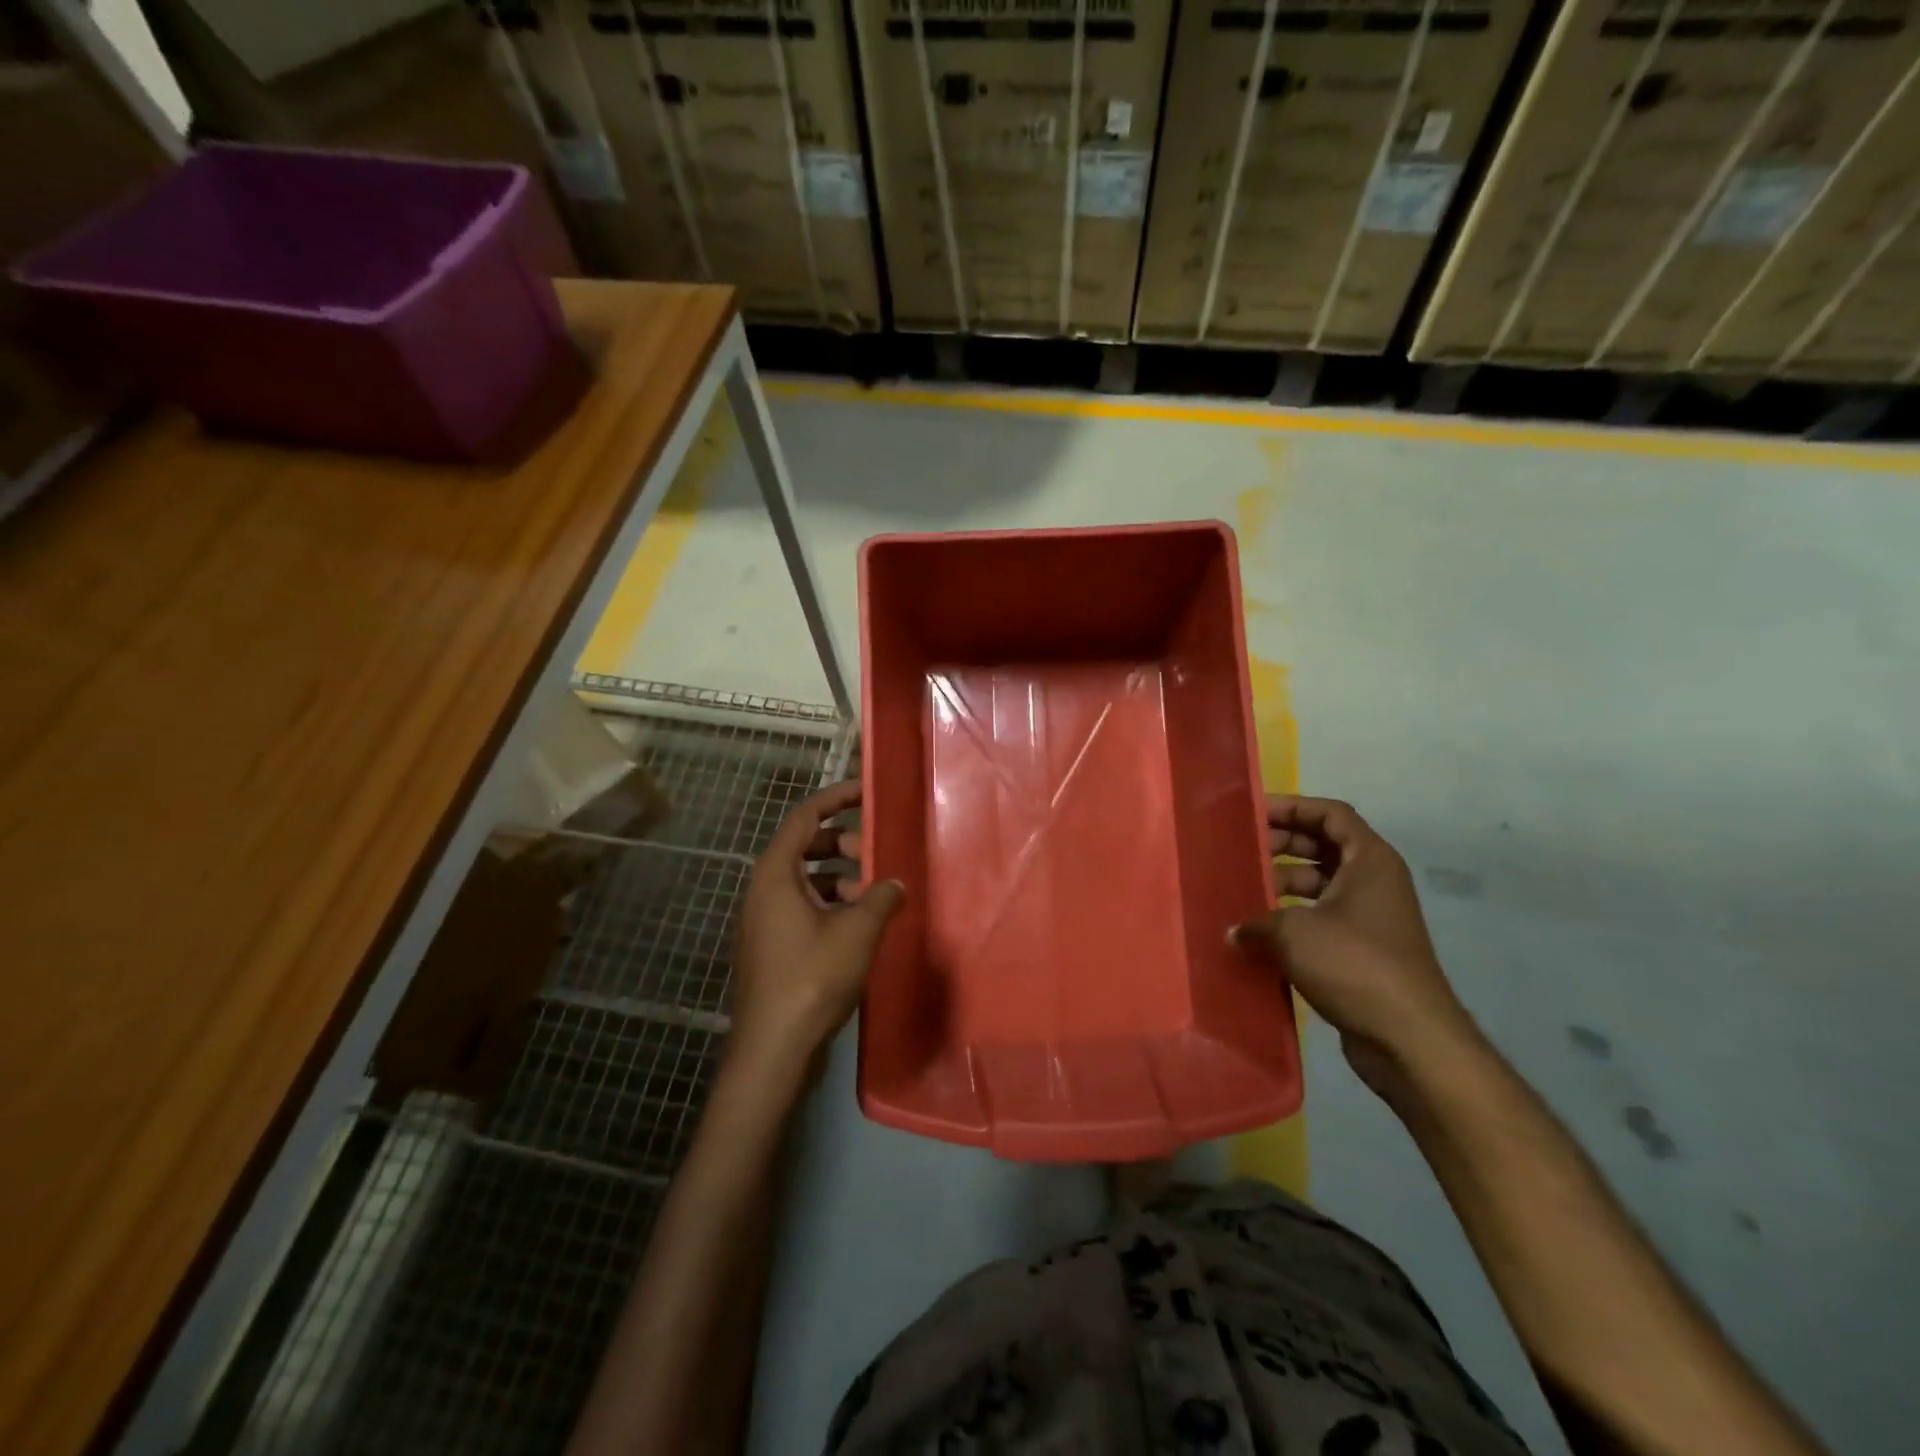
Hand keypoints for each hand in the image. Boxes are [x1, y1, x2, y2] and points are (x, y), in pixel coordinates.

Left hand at [730, 781, 903, 1071]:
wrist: (774, 1047)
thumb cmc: (813, 977)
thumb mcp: (858, 931)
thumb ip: (880, 897)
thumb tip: (894, 883)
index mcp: (776, 872)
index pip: (804, 816)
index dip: (836, 799)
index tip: (866, 793)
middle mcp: (764, 888)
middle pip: (804, 846)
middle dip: (842, 842)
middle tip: (875, 853)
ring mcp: (764, 918)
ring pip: (805, 879)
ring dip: (840, 877)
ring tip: (874, 893)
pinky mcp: (772, 945)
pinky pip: (803, 905)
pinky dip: (830, 902)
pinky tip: (860, 924)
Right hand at [1233, 795, 1479, 1098]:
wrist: (1409, 1037)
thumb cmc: (1354, 964)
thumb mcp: (1294, 932)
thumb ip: (1257, 921)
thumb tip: (1233, 931)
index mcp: (1369, 860)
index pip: (1330, 814)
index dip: (1291, 807)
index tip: (1251, 813)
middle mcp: (1374, 881)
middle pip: (1323, 845)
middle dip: (1281, 843)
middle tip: (1240, 849)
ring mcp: (1370, 916)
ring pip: (1320, 883)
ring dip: (1282, 882)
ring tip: (1242, 889)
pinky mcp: (1362, 948)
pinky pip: (1321, 916)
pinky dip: (1291, 916)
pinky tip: (1257, 929)